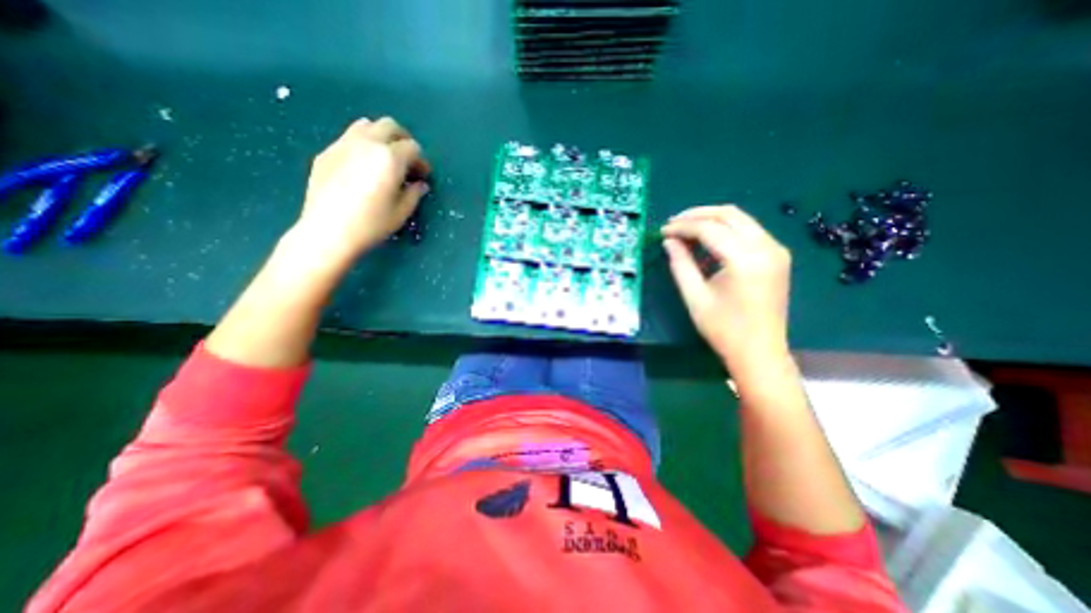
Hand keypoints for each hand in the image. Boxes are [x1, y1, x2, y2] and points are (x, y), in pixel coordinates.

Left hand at [296, 117, 435, 263]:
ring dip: (381, 137)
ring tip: (384, 159)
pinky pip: (348, 138)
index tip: (422, 176)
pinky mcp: (327, 153)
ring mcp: (343, 144)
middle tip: (407, 160)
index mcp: (390, 158)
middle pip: (390, 126)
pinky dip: (362, 145)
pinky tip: (362, 167)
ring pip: (366, 125)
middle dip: (403, 140)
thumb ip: (414, 194)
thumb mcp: (401, 212)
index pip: (412, 147)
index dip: (421, 161)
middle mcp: (367, 143)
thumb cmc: (371, 224)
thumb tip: (420, 184)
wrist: (328, 231)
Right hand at [661, 207, 789, 367]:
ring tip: (686, 229)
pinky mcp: (777, 256)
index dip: (683, 227)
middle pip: (729, 214)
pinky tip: (707, 240)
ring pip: (740, 219)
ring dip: (711, 220)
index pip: (710, 229)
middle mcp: (766, 248)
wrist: (759, 352)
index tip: (663, 231)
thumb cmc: (723, 329)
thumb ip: (680, 264)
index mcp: (745, 260)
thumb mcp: (695, 296)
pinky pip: (748, 231)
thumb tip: (668, 241)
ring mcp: (776, 250)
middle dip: (698, 215)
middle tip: (673, 223)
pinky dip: (725, 230)